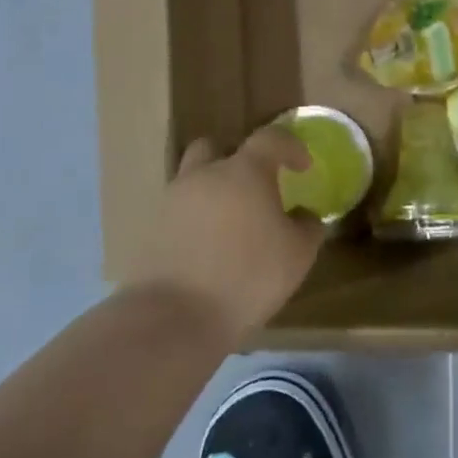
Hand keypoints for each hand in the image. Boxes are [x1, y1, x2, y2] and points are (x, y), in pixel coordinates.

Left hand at [131, 126, 325, 343]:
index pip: (270, 138)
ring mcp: (172, 202)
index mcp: (244, 171)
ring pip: (193, 180)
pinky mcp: (150, 231)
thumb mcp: (297, 255)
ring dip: (212, 191)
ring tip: (230, 224)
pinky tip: (208, 250)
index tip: (303, 166)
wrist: (173, 318)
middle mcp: (204, 176)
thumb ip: (307, 227)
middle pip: (215, 148)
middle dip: (236, 160)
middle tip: (254, 188)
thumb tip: (304, 215)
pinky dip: (194, 222)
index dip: (290, 147)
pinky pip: (178, 213)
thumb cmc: (247, 277)